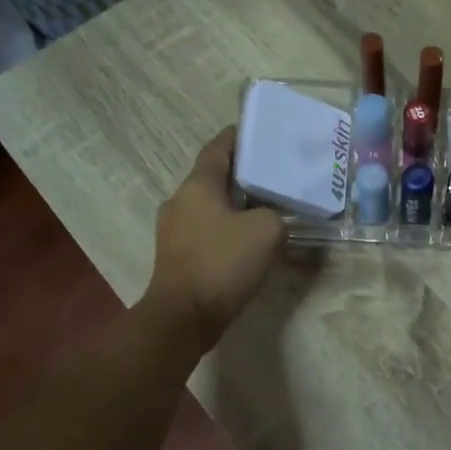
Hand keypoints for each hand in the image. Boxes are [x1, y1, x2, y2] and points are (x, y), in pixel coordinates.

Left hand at [143, 128, 285, 352]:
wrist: (184, 317)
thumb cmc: (222, 263)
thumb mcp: (267, 231)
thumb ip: (276, 214)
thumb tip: (271, 217)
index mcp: (198, 185)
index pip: (219, 147)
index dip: (240, 136)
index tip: (262, 132)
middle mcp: (180, 200)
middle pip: (215, 177)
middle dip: (244, 174)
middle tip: (275, 174)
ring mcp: (174, 230)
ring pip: (211, 206)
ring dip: (236, 204)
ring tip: (268, 208)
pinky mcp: (177, 256)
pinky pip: (207, 230)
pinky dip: (228, 228)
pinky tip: (249, 241)